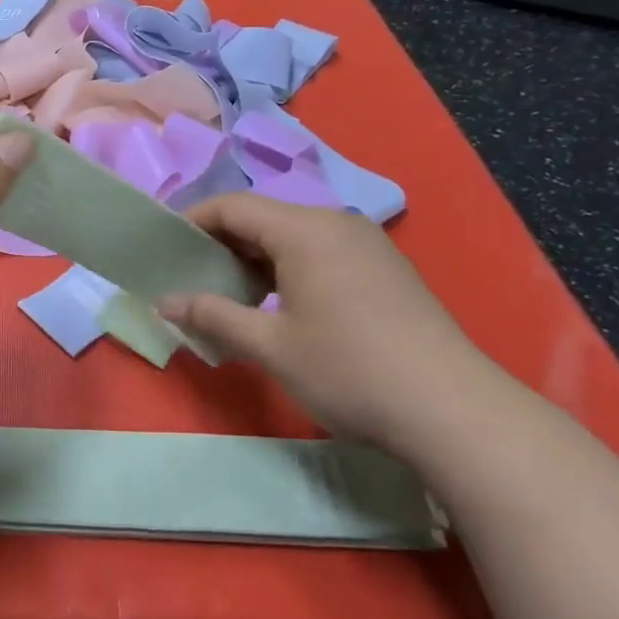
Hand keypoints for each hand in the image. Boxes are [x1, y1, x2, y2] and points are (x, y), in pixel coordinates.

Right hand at [158, 194, 501, 449]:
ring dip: (254, 260)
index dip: (192, 222)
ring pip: (292, 236)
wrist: (454, 411)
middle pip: (262, 217)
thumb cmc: (350, 371)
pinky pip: (320, 252)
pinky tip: (280, 307)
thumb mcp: (270, 346)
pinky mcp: (384, 269)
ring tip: (231, 298)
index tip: (165, 250)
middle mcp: (336, 224)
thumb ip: (213, 316)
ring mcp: (366, 245)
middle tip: (192, 280)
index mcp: (305, 230)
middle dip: (222, 244)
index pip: (232, 206)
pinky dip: (287, 269)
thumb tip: (163, 302)